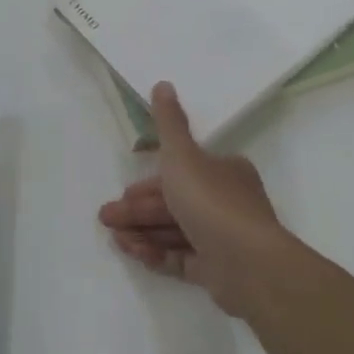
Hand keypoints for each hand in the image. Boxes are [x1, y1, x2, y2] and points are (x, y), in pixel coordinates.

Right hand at [97, 82, 302, 317]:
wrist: (248, 263)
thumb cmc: (211, 202)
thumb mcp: (182, 156)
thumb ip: (168, 123)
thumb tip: (163, 83)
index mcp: (224, 172)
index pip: (181, 172)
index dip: (149, 181)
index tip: (123, 191)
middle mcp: (226, 202)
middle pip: (174, 203)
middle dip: (137, 210)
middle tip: (106, 218)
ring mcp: (222, 239)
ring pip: (175, 232)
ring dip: (143, 232)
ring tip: (115, 239)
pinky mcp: (217, 270)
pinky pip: (181, 258)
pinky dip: (157, 253)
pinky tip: (134, 252)